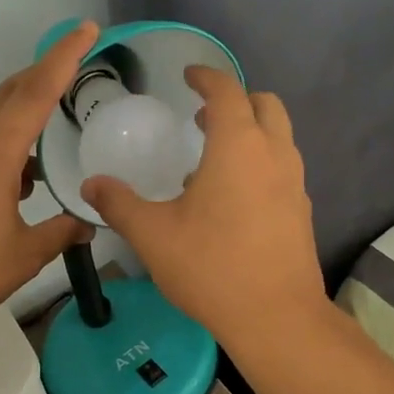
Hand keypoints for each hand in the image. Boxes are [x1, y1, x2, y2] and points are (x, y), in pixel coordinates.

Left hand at [0, 21, 98, 351]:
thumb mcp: (24, 256)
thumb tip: (87, 224)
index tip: (85, 30)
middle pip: (3, 96)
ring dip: (12, 121)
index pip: (34, 93)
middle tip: (68, 80)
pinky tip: (4, 184)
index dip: (63, 58)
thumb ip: (60, 232)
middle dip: (37, 80)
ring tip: (39, 156)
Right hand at [81, 68, 325, 356]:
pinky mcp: (301, 211)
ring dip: (249, 132)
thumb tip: (91, 184)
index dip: (206, 77)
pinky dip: (260, 163)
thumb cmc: (211, 267)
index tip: (189, 75)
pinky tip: (231, 200)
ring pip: (278, 137)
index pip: (227, 91)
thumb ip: (119, 204)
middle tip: (201, 117)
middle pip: (265, 105)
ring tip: (210, 160)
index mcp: (238, 147)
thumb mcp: (152, 235)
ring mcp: (294, 183)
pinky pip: (282, 168)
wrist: (276, 317)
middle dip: (235, 100)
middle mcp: (274, 155)